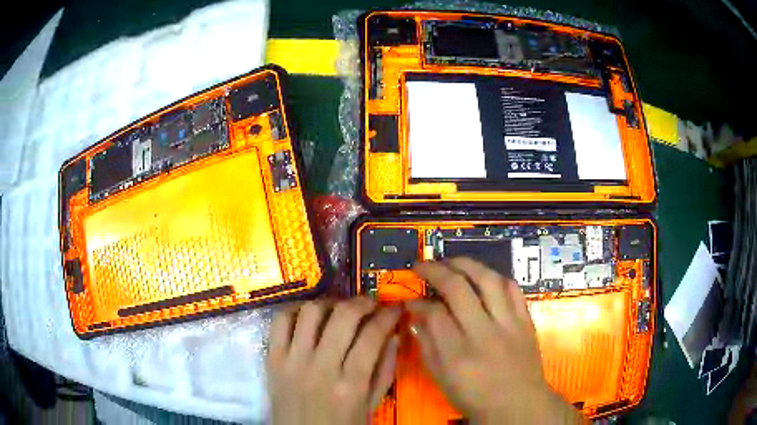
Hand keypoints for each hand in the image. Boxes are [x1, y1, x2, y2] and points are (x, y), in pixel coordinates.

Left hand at [266, 297, 400, 424]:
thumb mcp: (371, 406)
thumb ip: (384, 371)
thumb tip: (392, 335)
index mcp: (350, 386)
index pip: (372, 336)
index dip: (388, 315)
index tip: (394, 308)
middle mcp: (320, 369)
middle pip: (343, 317)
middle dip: (362, 302)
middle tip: (371, 304)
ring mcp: (292, 361)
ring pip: (310, 312)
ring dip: (330, 304)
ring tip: (340, 310)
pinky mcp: (272, 359)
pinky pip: (280, 321)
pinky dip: (296, 311)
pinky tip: (309, 317)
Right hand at [408, 258, 582, 423]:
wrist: (518, 404)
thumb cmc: (475, 397)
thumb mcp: (441, 379)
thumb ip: (427, 345)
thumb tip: (416, 315)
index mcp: (457, 354)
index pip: (433, 313)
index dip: (417, 302)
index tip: (411, 299)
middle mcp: (483, 333)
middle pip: (457, 288)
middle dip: (435, 270)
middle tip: (422, 266)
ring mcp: (508, 324)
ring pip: (487, 279)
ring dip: (466, 264)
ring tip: (451, 262)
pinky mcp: (525, 320)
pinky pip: (512, 288)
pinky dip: (495, 277)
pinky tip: (483, 277)